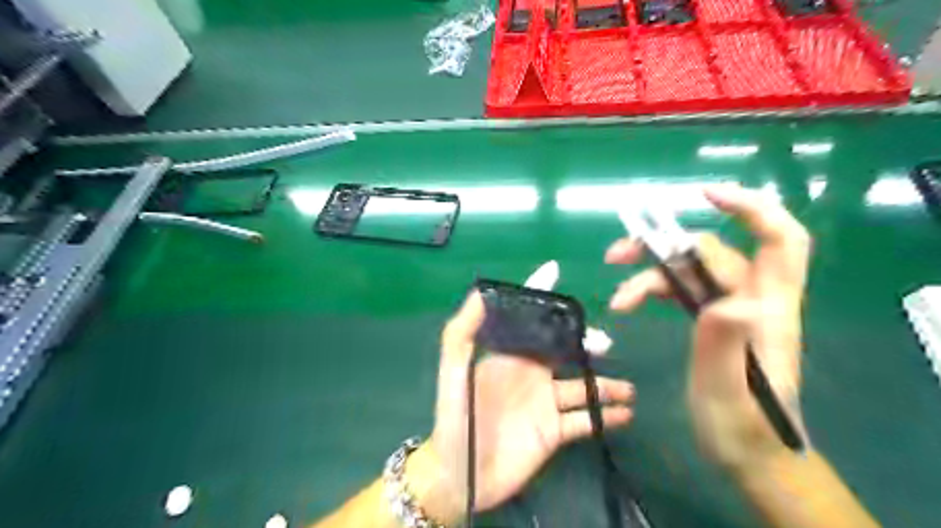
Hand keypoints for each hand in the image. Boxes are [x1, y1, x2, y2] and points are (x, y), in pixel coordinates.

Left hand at [410, 295, 634, 521]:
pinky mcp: (553, 432)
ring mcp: (545, 404)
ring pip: (582, 387)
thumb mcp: (453, 370)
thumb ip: (463, 332)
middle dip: (585, 344)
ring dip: (605, 385)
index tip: (556, 271)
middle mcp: (531, 374)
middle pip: (565, 351)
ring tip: (628, 388)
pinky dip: (605, 416)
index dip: (541, 295)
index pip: (530, 320)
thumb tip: (481, 291)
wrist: (460, 475)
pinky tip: (625, 414)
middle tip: (605, 344)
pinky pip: (585, 421)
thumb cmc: (455, 417)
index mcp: (510, 356)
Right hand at [606, 183, 812, 468]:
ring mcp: (728, 307)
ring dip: (650, 272)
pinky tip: (629, 301)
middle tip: (616, 254)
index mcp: (768, 309)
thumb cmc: (744, 426)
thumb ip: (729, 343)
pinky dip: (652, 289)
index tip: (705, 195)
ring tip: (617, 293)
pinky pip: (680, 289)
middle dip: (662, 247)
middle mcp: (751, 298)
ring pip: (688, 270)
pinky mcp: (710, 318)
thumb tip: (727, 300)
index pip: (779, 241)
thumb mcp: (731, 391)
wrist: (746, 452)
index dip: (750, 209)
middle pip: (710, 253)